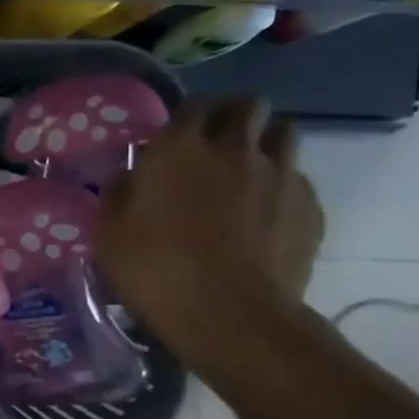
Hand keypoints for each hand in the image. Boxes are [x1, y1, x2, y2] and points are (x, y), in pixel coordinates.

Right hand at [96, 97, 323, 362]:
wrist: (228, 313)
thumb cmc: (154, 269)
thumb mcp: (109, 233)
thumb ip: (119, 195)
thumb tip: (131, 178)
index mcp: (179, 149)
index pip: (192, 106)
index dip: (187, 117)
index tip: (177, 136)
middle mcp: (234, 148)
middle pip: (248, 106)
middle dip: (235, 116)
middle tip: (218, 143)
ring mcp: (280, 174)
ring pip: (284, 133)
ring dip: (266, 142)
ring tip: (249, 170)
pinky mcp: (310, 205)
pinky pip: (298, 178)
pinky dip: (283, 185)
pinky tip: (267, 214)